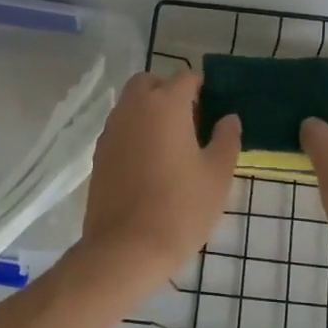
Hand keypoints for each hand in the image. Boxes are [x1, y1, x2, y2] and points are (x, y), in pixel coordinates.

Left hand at [76, 70, 239, 285]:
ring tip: (172, 147)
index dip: (203, 89)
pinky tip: (150, 166)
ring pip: (132, 105)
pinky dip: (135, 134)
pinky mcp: (99, 155)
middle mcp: (134, 108)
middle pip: (150, 83)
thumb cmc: (181, 208)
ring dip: (150, 113)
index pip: (186, 77)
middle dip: (169, 93)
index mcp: (166, 105)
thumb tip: (228, 118)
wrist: (126, 250)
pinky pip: (120, 130)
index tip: (215, 111)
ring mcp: (112, 131)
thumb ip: (226, 139)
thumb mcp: (217, 175)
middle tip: (190, 124)